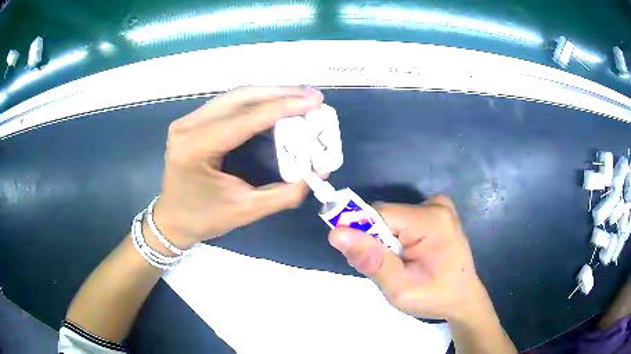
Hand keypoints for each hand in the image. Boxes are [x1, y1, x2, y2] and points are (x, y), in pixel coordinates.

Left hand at [153, 86, 323, 248]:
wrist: (172, 219)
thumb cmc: (205, 219)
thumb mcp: (247, 210)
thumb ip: (286, 193)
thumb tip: (319, 173)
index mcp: (196, 149)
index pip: (245, 119)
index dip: (284, 107)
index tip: (314, 101)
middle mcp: (188, 127)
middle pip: (240, 97)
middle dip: (280, 93)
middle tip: (312, 97)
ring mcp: (187, 120)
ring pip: (235, 95)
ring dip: (270, 93)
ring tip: (299, 98)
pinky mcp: (192, 121)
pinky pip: (229, 103)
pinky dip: (256, 101)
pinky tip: (275, 104)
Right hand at [328, 195, 487, 320]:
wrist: (463, 298)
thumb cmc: (435, 297)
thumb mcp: (399, 288)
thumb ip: (371, 260)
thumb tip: (336, 233)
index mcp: (430, 220)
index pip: (379, 215)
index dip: (364, 236)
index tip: (364, 260)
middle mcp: (436, 204)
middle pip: (385, 216)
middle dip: (376, 242)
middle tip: (387, 269)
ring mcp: (440, 206)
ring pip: (392, 219)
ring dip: (387, 242)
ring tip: (400, 266)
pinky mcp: (438, 212)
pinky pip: (403, 219)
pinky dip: (398, 238)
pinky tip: (410, 256)